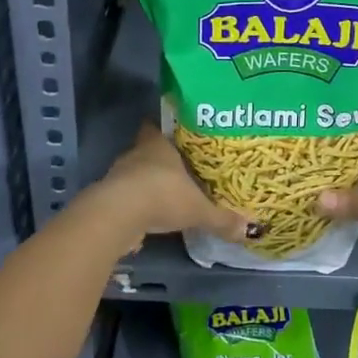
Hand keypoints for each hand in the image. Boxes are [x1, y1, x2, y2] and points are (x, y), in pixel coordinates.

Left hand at [88, 124, 249, 247]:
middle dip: (160, 161)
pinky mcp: (108, 198)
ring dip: (147, 183)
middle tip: (180, 169)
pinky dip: (136, 205)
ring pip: (135, 174)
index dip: (164, 132)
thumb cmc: (162, 195)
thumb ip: (221, 219)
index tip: (176, 137)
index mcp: (158, 145)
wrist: (118, 215)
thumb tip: (249, 230)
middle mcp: (136, 154)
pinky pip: (126, 197)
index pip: (156, 127)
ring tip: (167, 194)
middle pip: (147, 151)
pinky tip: (150, 216)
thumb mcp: (198, 209)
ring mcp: (119, 176)